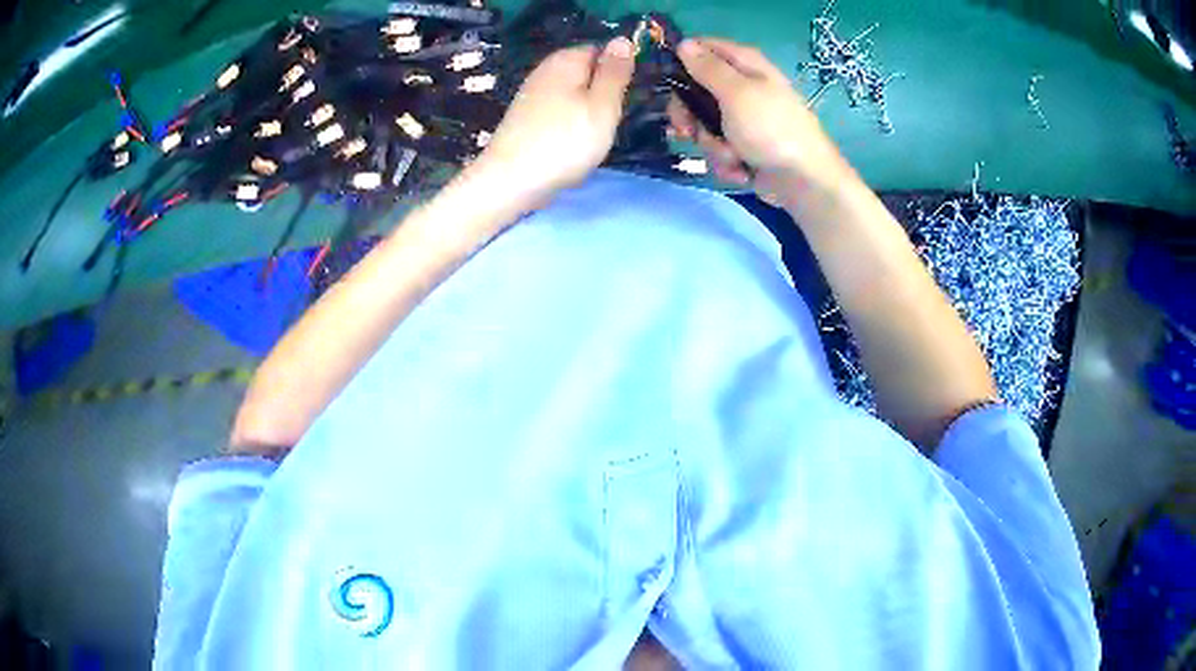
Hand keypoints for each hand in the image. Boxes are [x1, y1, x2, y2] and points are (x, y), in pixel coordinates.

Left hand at [472, 38, 635, 207]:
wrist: (510, 181)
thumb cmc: (565, 142)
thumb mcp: (603, 105)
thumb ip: (615, 72)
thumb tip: (623, 39)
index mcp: (566, 59)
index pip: (602, 51)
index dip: (616, 73)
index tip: (620, 99)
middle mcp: (545, 69)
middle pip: (586, 73)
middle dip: (601, 94)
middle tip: (605, 122)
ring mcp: (532, 93)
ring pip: (573, 95)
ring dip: (585, 113)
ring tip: (588, 138)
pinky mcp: (524, 116)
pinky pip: (557, 112)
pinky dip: (567, 125)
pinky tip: (568, 145)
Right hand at [668, 38, 853, 208]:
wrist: (803, 181)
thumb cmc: (771, 129)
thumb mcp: (736, 93)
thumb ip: (708, 68)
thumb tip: (683, 44)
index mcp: (745, 65)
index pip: (703, 48)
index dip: (682, 62)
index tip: (669, 83)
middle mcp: (743, 87)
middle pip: (696, 91)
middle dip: (690, 116)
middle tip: (687, 131)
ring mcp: (744, 119)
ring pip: (705, 125)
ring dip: (712, 145)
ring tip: (732, 156)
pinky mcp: (745, 146)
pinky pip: (719, 148)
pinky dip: (727, 161)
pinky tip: (741, 170)